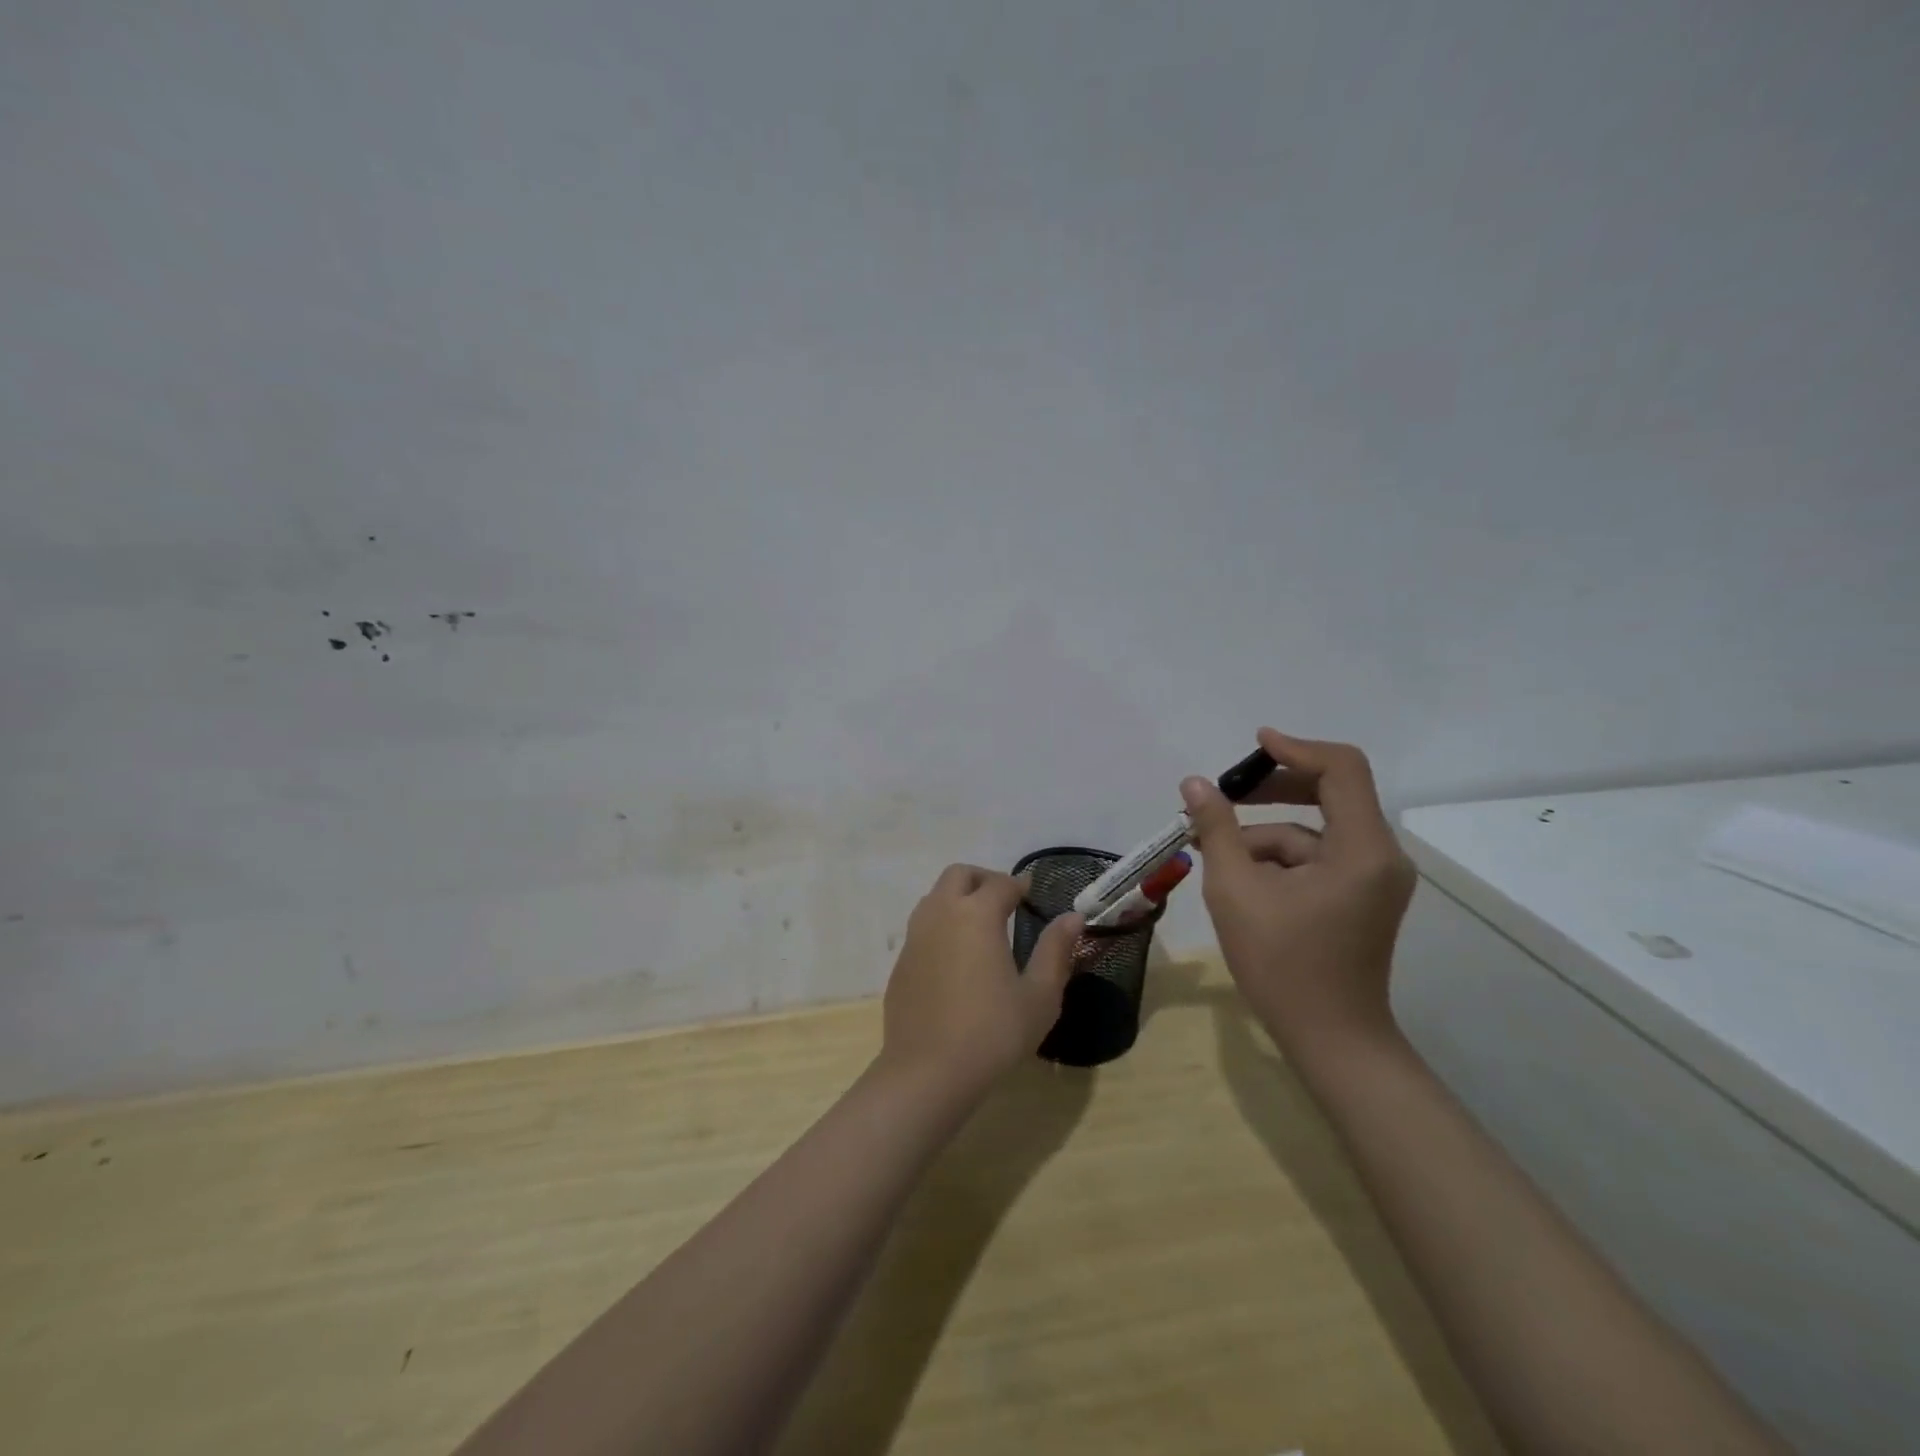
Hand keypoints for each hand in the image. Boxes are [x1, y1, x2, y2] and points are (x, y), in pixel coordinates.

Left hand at [877, 864, 1083, 1099]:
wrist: (928, 1072)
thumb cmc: (993, 1033)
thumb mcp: (1039, 996)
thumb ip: (1056, 950)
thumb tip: (1073, 917)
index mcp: (977, 914)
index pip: (1001, 884)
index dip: (1019, 884)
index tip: (1031, 893)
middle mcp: (942, 914)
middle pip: (959, 875)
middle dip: (983, 879)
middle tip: (1004, 900)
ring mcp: (915, 937)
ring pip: (935, 897)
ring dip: (958, 898)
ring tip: (980, 925)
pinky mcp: (901, 962)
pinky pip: (922, 927)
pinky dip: (941, 925)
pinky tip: (956, 957)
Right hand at [1181, 729, 1415, 1061]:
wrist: (1330, 1039)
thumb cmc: (1282, 965)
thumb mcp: (1236, 890)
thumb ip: (1217, 829)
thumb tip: (1195, 784)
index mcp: (1362, 849)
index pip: (1342, 769)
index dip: (1296, 748)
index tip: (1254, 745)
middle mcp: (1380, 855)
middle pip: (1331, 793)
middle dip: (1274, 790)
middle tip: (1225, 796)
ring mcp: (1374, 878)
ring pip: (1315, 831)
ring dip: (1266, 835)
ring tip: (1217, 855)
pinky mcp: (1361, 895)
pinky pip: (1318, 857)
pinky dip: (1280, 859)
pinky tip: (1242, 880)